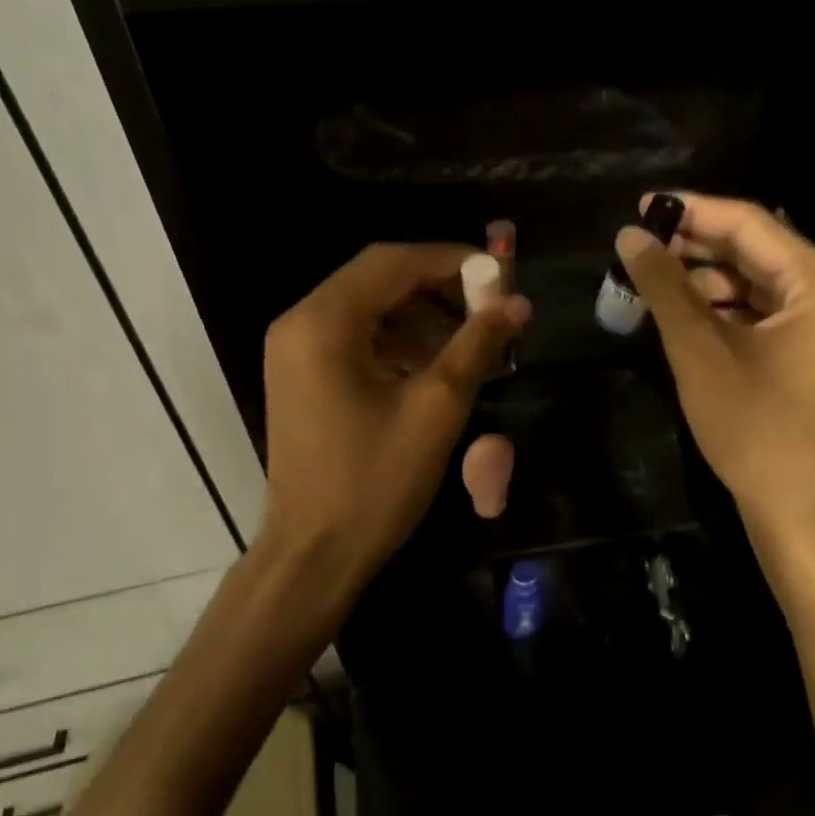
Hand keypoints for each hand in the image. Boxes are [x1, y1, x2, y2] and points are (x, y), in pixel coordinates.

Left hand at [259, 243, 529, 591]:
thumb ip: (477, 344)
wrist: (315, 555)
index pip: (392, 262)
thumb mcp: (437, 409)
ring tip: (473, 338)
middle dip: (439, 287)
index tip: (501, 276)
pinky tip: (437, 363)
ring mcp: (296, 351)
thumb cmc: (374, 482)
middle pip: (378, 279)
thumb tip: (518, 302)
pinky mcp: (303, 376)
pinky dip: (398, 340)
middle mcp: (300, 323)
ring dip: (422, 314)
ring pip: (369, 308)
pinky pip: (356, 338)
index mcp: (323, 322)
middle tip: (491, 306)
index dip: (451, 260)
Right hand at [616, 193, 814, 529]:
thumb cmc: (752, 425)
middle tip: (638, 244)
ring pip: (751, 278)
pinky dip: (716, 305)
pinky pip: (755, 307)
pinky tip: (675, 309)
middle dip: (693, 244)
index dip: (692, 211)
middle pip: (753, 247)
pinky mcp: (803, 345)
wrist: (792, 505)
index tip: (641, 206)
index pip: (750, 223)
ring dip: (700, 276)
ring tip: (647, 278)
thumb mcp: (699, 349)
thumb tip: (630, 235)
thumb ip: (664, 285)